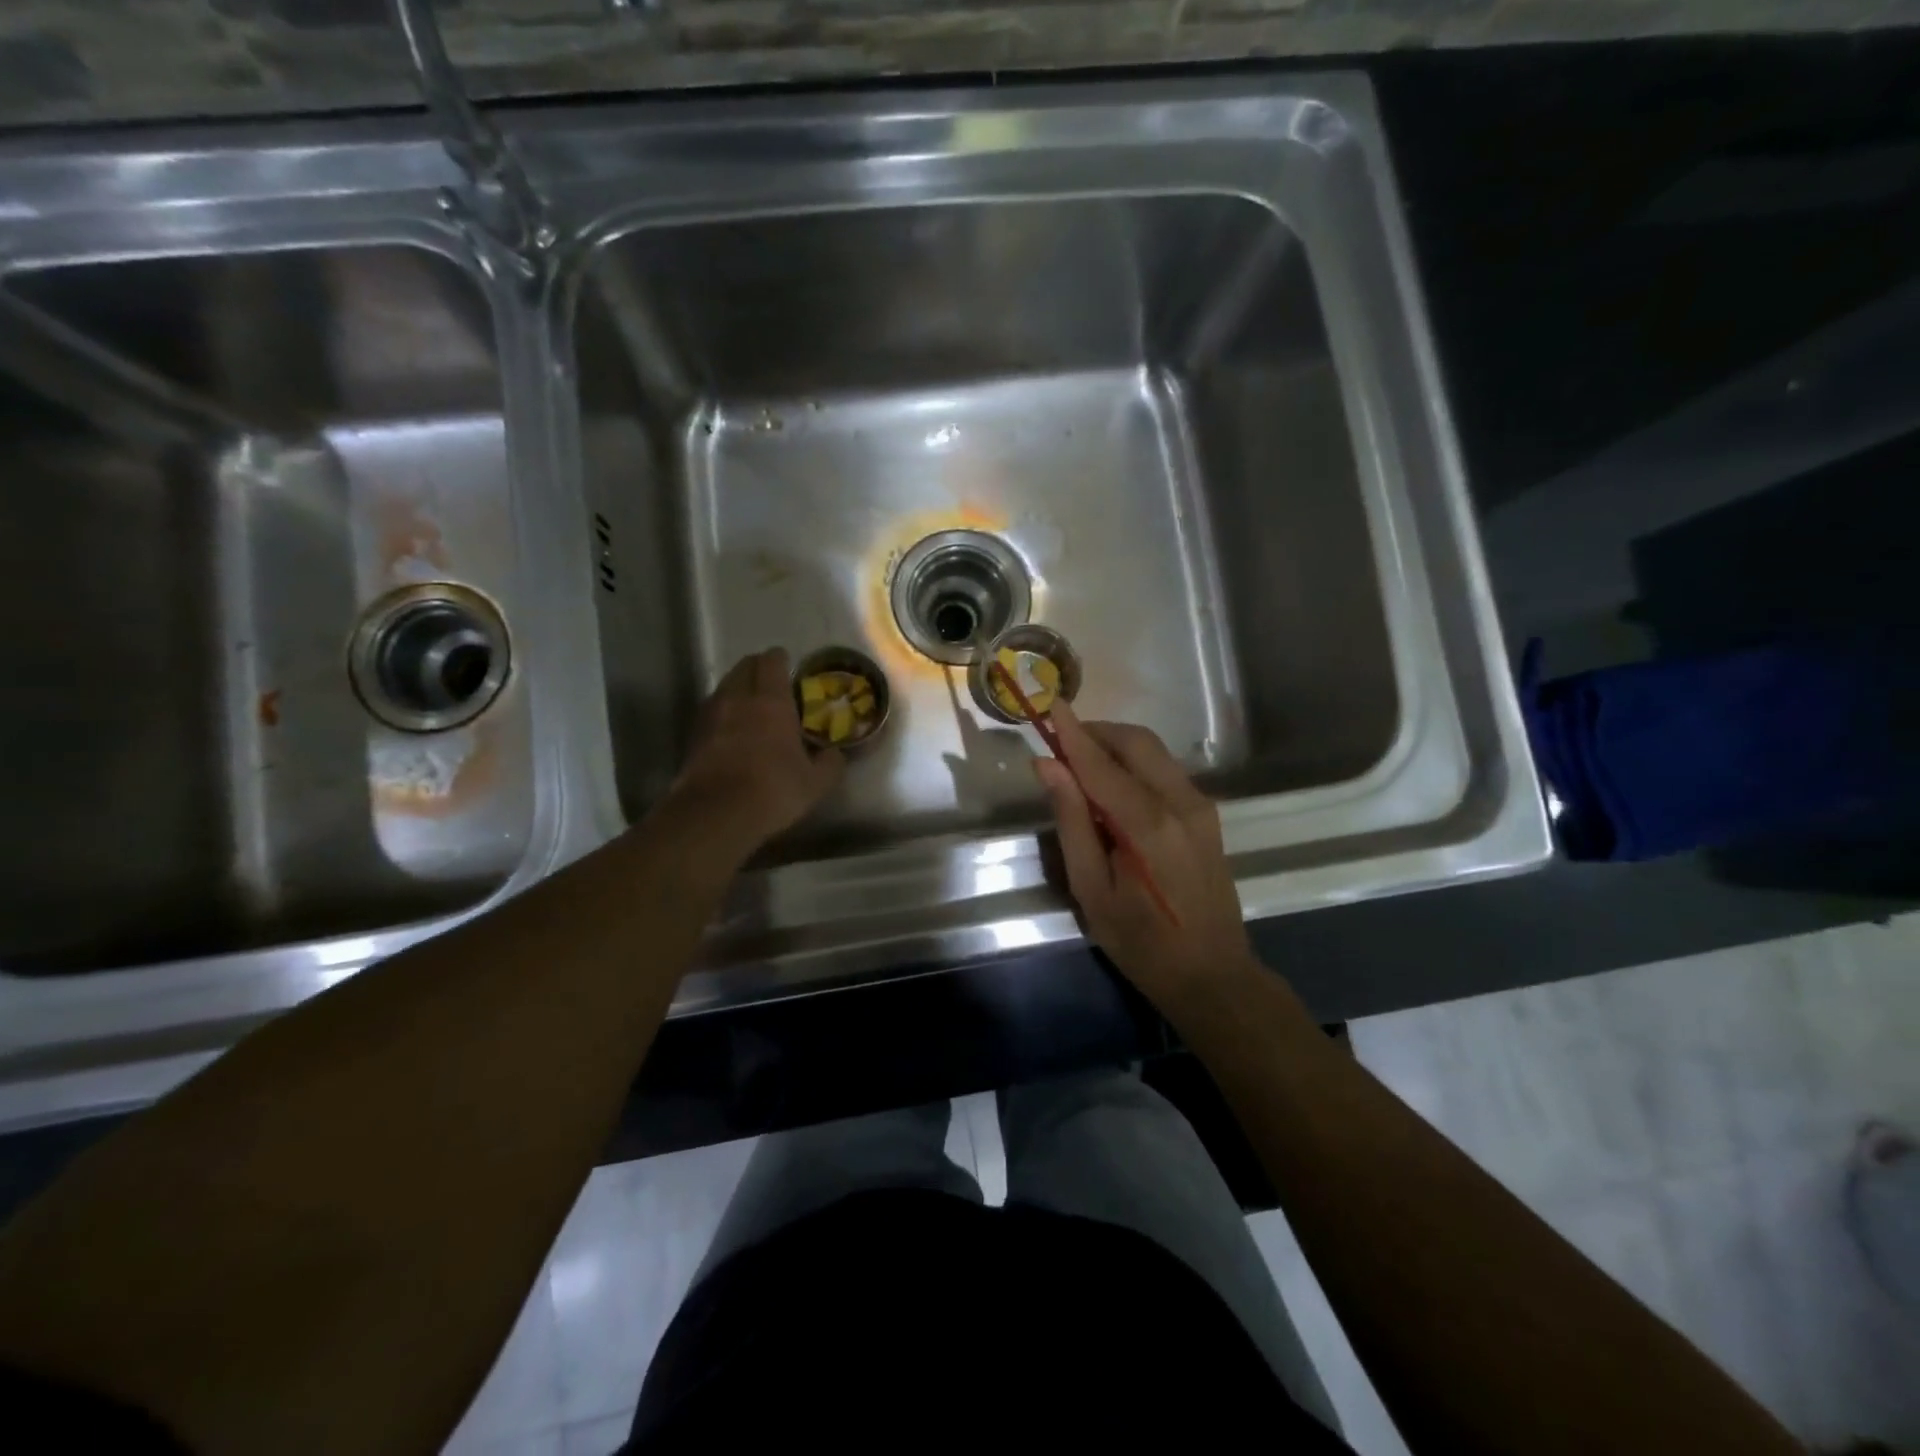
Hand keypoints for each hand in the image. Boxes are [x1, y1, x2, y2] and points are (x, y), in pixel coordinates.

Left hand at [663, 648, 844, 857]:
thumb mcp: (815, 783)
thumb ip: (830, 763)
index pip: (772, 661)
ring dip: (738, 688)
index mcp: (771, 700)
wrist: (715, 813)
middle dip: (758, 669)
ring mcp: (711, 715)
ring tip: (752, 706)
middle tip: (772, 683)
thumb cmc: (773, 789)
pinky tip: (732, 731)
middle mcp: (738, 698)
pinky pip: (712, 711)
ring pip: (725, 686)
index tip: (790, 667)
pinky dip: (723, 712)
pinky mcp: (693, 735)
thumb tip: (835, 754)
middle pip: (744, 666)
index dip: (781, 660)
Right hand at [1033, 701, 1257, 1012]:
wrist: (1213, 975)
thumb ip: (1071, 821)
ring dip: (1116, 745)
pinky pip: (1165, 771)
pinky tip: (1114, 786)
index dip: (1072, 733)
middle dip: (1097, 732)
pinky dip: (1135, 764)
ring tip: (1082, 763)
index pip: (1101, 763)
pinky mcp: (1207, 815)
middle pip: (1137, 741)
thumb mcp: (1092, 889)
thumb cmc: (1141, 942)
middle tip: (1062, 741)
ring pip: (1154, 752)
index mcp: (1148, 824)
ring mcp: (1200, 806)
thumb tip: (1048, 766)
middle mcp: (1181, 803)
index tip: (1049, 705)